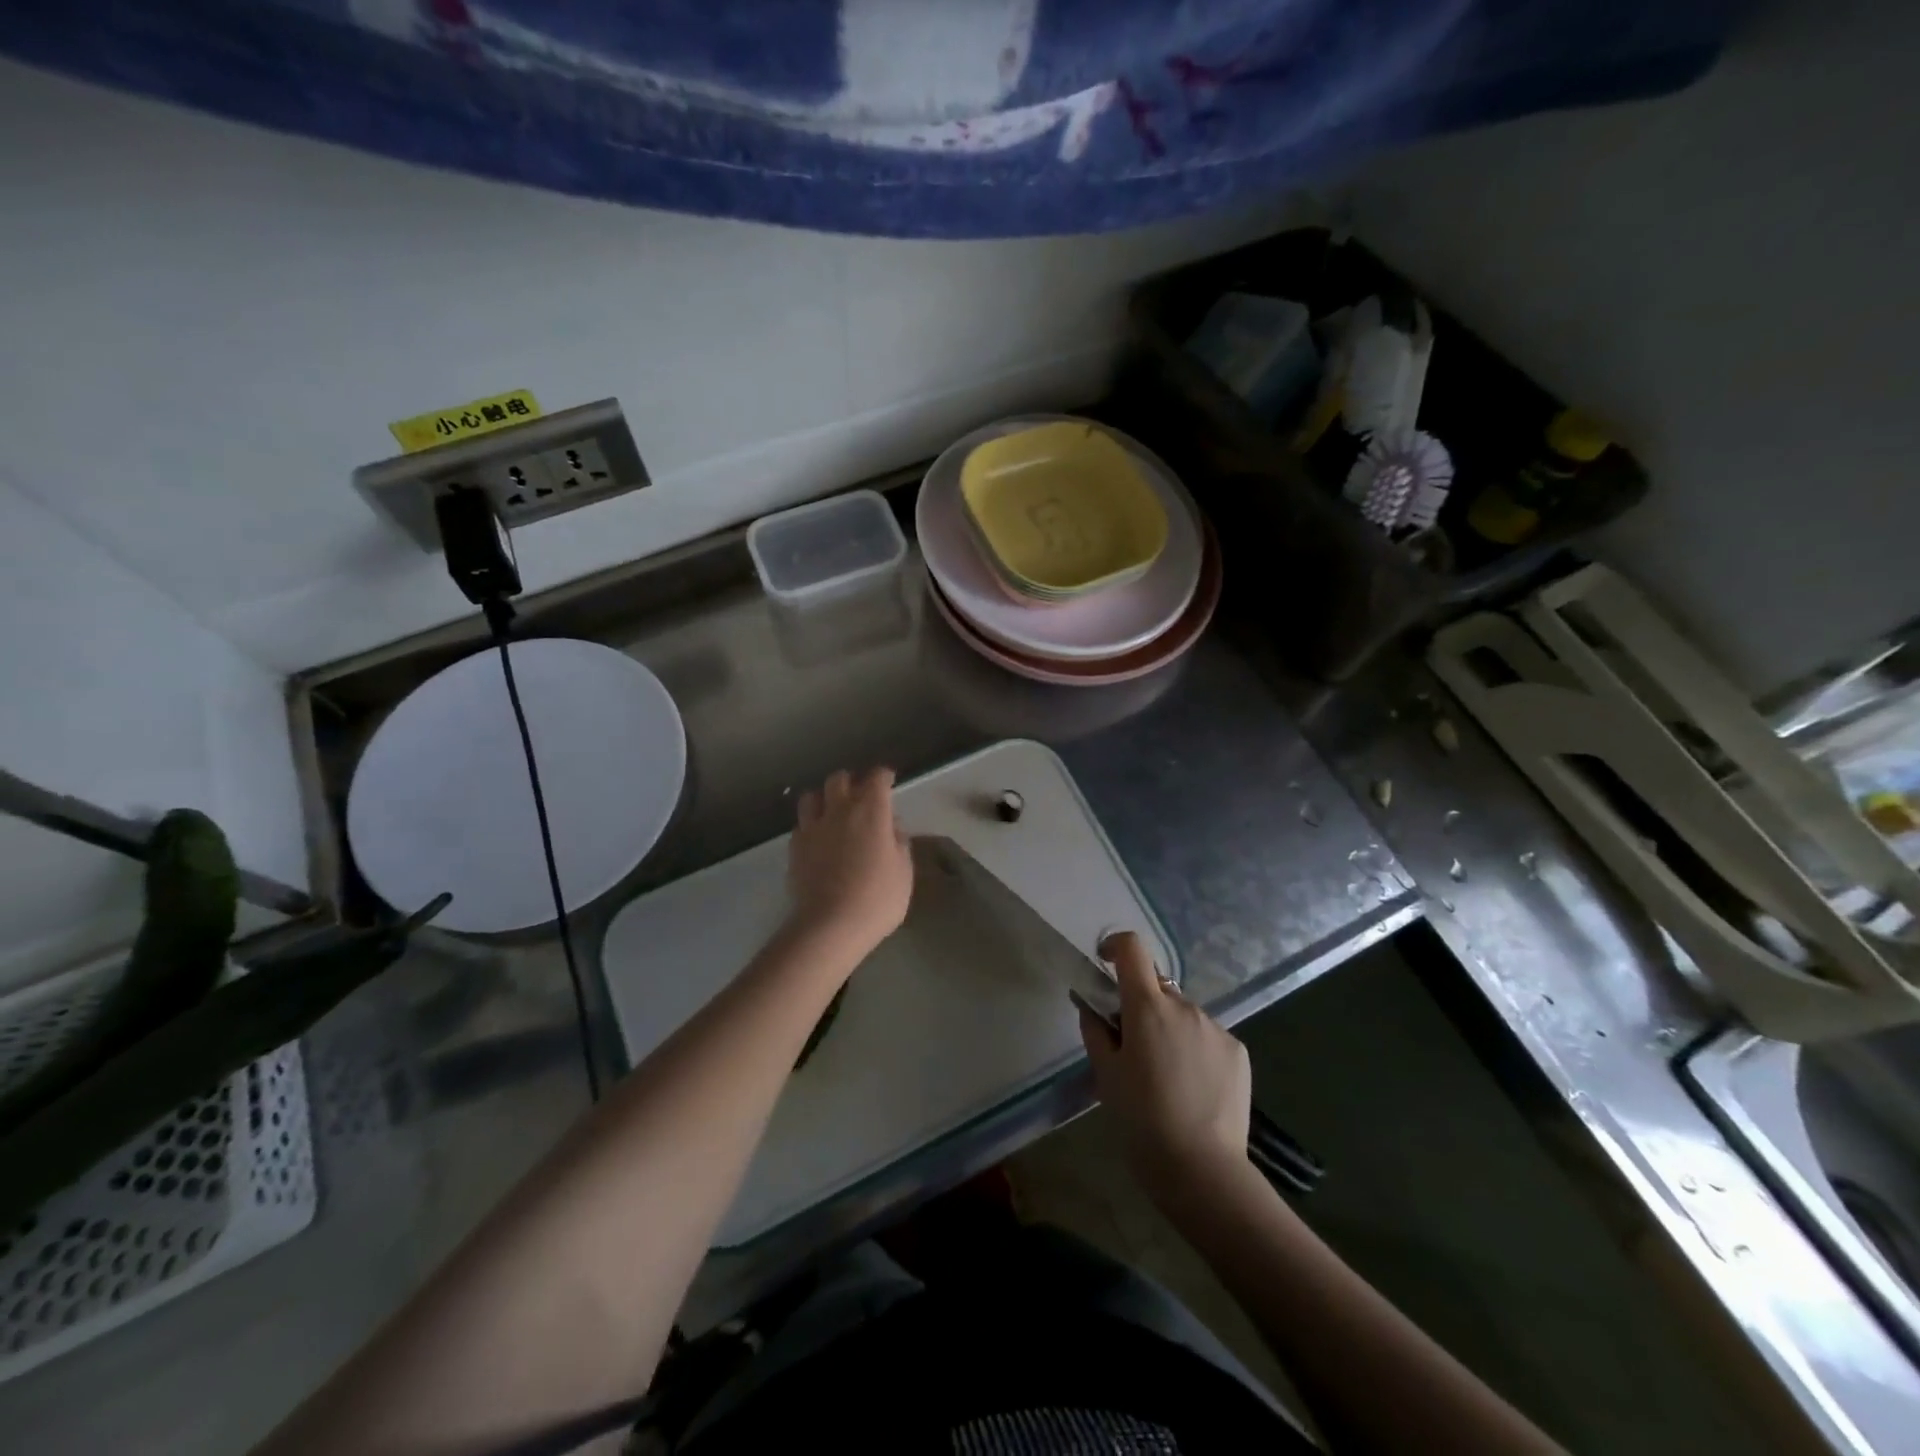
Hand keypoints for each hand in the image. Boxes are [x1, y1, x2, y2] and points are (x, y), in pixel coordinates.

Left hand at [787, 768, 912, 958]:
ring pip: (812, 796)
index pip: (877, 779)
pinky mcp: (795, 847)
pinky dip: (811, 826)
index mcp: (871, 812)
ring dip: (824, 798)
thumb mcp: (904, 872)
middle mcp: (839, 811)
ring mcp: (813, 828)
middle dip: (851, 781)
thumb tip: (892, 827)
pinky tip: (817, 839)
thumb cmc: (877, 899)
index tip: (889, 780)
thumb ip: (899, 843)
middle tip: (860, 794)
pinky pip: (801, 825)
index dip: (884, 776)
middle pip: (839, 779)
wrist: (830, 925)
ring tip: (831, 811)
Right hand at [1079, 931, 1251, 1202]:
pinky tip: (1193, 1089)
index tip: (1105, 964)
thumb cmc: (1141, 1120)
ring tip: (1166, 1078)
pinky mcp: (1238, 1051)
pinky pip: (1207, 1037)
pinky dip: (1195, 1050)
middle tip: (1133, 1049)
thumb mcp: (1105, 1075)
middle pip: (1157, 989)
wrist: (1202, 1170)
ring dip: (1170, 1030)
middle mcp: (1185, 1006)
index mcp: (1148, 1006)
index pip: (1132, 949)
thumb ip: (1095, 1030)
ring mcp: (1215, 1028)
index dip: (1116, 947)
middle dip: (1142, 1006)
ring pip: (1183, 1015)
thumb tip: (1091, 1005)